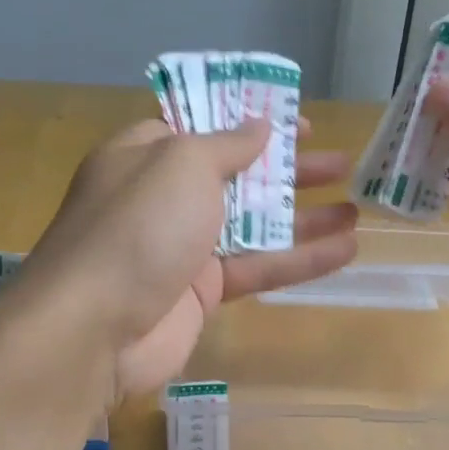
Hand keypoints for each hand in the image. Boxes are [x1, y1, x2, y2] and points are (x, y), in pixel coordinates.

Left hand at [19, 116, 357, 399]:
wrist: (93, 329)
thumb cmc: (137, 227)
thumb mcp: (182, 164)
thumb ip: (226, 144)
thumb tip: (259, 125)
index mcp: (147, 154)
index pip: (204, 127)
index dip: (251, 120)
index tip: (298, 123)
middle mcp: (165, 197)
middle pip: (237, 175)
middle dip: (288, 169)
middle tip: (338, 163)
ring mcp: (184, 247)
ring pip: (253, 225)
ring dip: (303, 217)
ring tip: (355, 209)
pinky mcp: (202, 293)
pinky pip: (257, 268)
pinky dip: (299, 260)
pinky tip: (345, 251)